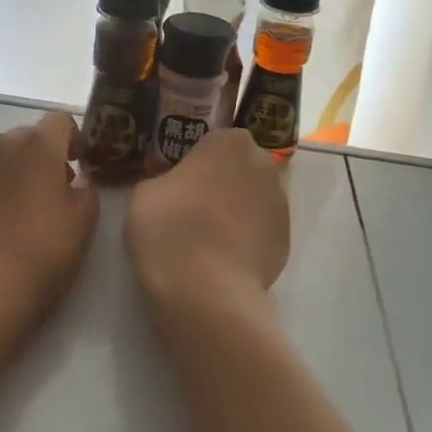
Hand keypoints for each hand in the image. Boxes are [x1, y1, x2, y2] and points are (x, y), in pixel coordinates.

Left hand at [0, 111, 99, 329]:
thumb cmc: (41, 251)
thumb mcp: (84, 222)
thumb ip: (87, 190)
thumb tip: (77, 181)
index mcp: (38, 145)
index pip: (60, 120)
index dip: (74, 140)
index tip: (80, 169)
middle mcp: (1, 145)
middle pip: (29, 137)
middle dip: (44, 157)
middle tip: (54, 195)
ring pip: (2, 157)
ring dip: (16, 173)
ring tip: (23, 213)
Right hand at [126, 129, 288, 311]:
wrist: (204, 290)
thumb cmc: (169, 227)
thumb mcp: (144, 192)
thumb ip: (166, 179)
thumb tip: (174, 188)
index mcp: (230, 142)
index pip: (215, 141)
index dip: (197, 161)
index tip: (179, 181)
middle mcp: (264, 165)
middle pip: (241, 168)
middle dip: (223, 182)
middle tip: (193, 207)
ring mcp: (281, 205)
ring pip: (254, 200)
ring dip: (236, 211)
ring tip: (207, 239)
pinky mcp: (287, 243)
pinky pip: (261, 232)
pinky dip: (246, 240)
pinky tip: (222, 260)